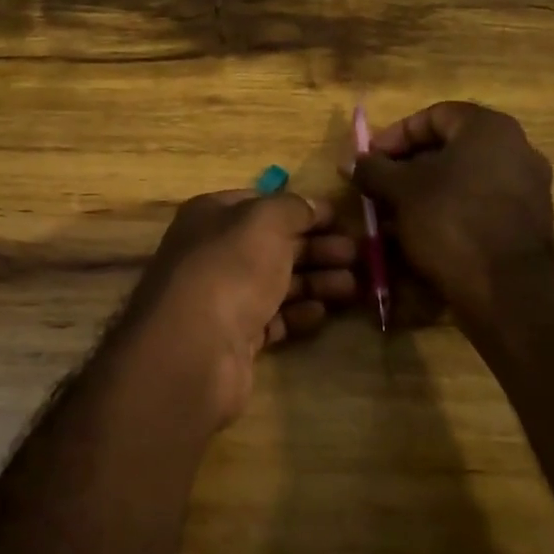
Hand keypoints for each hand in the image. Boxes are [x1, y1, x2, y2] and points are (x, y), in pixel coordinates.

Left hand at [120, 191, 357, 428]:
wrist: (194, 348)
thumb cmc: (230, 268)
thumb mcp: (264, 220)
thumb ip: (292, 207)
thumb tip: (311, 207)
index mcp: (212, 215)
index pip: (262, 204)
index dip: (302, 209)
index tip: (341, 218)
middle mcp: (213, 252)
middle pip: (273, 244)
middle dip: (317, 247)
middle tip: (359, 255)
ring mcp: (222, 296)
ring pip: (276, 282)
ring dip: (316, 281)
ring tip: (355, 286)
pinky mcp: (233, 337)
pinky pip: (272, 318)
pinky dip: (297, 313)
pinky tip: (322, 313)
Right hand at [346, 102, 553, 324]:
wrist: (507, 290)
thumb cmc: (451, 221)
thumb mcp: (400, 191)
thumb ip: (373, 169)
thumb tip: (351, 161)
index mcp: (489, 128)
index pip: (433, 115)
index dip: (395, 134)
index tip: (370, 159)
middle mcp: (516, 148)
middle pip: (449, 147)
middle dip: (407, 166)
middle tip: (378, 187)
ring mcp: (527, 187)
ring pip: (463, 178)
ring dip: (425, 191)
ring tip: (393, 214)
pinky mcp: (528, 221)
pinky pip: (479, 204)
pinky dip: (449, 211)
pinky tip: (422, 233)